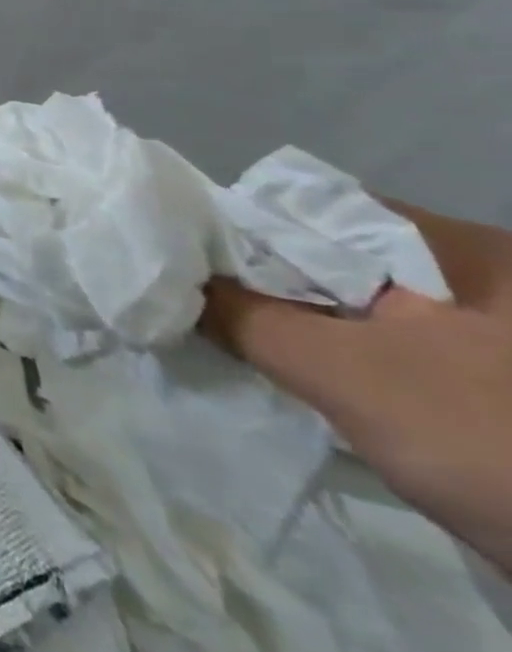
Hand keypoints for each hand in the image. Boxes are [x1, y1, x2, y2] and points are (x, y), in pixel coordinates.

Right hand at [201, 200, 511, 573]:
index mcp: (458, 247)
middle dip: (261, 282)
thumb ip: (246, 317)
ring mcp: (490, 331)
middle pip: (327, 257)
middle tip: (200, 306)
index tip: (184, 262)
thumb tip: (172, 285)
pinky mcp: (491, 380)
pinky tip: (301, 379)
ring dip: (293, 323)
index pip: (307, 209)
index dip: (235, 230)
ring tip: (235, 342)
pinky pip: (386, 345)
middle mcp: (476, 274)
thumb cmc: (490, 442)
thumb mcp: (348, 375)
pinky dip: (336, 357)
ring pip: (353, 304)